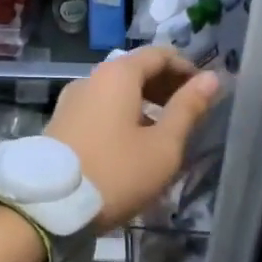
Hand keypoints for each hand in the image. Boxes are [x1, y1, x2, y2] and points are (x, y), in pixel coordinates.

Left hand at [46, 48, 220, 229]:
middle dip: (166, 87)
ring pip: (116, 92)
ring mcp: (71, 101)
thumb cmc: (116, 173)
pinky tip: (133, 144)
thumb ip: (188, 109)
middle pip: (136, 71)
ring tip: (164, 133)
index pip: (160, 55)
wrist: (49, 206)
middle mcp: (90, 78)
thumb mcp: (163, 146)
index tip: (206, 92)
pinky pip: (100, 110)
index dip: (187, 69)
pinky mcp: (60, 124)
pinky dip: (122, 117)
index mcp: (117, 74)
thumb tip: (212, 78)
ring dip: (144, 104)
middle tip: (189, 113)